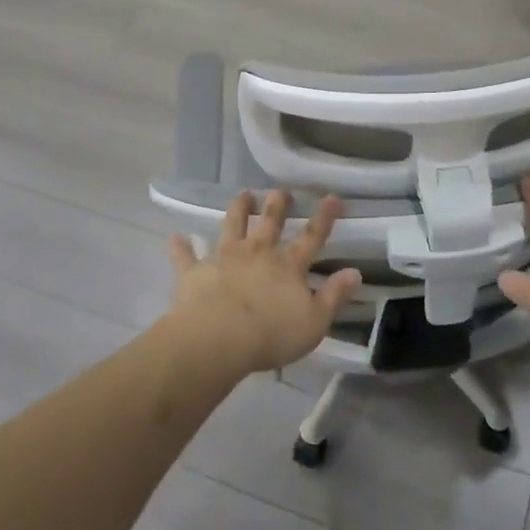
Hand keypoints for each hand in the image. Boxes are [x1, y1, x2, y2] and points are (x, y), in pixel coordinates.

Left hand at [166, 190, 361, 373]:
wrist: (217, 339)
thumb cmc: (271, 334)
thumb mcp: (314, 321)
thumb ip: (334, 296)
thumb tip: (354, 272)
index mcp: (288, 266)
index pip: (311, 238)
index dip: (324, 218)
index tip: (332, 196)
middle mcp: (257, 254)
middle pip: (269, 224)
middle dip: (277, 205)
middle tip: (280, 191)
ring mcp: (224, 259)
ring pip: (232, 227)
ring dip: (238, 210)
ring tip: (243, 194)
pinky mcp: (195, 273)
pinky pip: (186, 257)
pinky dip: (181, 247)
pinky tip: (175, 237)